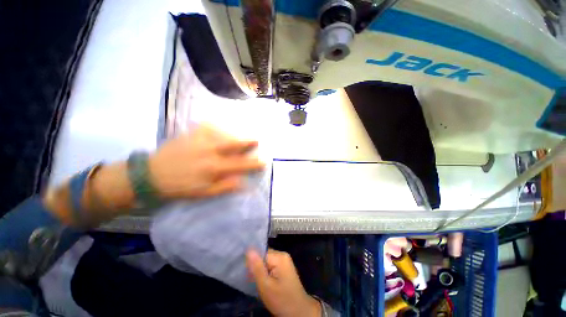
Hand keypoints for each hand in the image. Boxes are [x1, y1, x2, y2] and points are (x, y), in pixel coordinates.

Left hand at [149, 125, 263, 198]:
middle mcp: (210, 151)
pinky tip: (219, 128)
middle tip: (257, 139)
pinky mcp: (190, 134)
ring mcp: (200, 140)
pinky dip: (217, 126)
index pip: (241, 164)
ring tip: (240, 136)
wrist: (151, 175)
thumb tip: (243, 182)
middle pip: (235, 143)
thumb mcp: (203, 193)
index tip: (264, 161)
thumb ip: (224, 187)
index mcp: (214, 167)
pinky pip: (207, 126)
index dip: (255, 163)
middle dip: (248, 141)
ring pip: (224, 133)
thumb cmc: (179, 187)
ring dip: (235, 134)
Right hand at [246, 249, 320, 316]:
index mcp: (279, 256)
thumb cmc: (281, 299)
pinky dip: (266, 273)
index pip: (261, 253)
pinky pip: (271, 266)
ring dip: (261, 271)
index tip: (248, 274)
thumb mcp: (265, 285)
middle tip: (251, 280)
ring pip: (267, 262)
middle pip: (264, 256)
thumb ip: (257, 267)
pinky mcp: (284, 268)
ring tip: (257, 282)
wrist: (299, 311)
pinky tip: (264, 282)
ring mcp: (285, 261)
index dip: (253, 263)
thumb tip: (249, 249)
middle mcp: (283, 255)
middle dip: (257, 267)